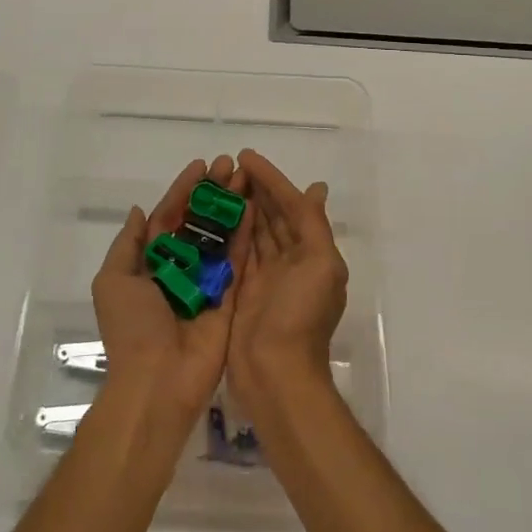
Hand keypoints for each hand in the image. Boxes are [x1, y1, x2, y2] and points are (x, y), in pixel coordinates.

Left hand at [91, 155, 247, 429]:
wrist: (157, 383)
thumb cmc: (131, 328)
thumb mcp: (113, 281)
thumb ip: (128, 244)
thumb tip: (139, 210)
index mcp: (150, 263)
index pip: (168, 217)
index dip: (184, 190)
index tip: (202, 166)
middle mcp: (180, 269)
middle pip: (198, 222)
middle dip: (212, 193)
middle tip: (230, 166)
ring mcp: (206, 283)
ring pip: (220, 236)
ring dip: (231, 207)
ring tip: (246, 179)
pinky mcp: (229, 299)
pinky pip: (238, 261)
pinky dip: (245, 235)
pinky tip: (254, 209)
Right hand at [228, 148, 347, 414]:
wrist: (276, 376)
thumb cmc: (301, 317)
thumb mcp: (320, 266)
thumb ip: (314, 225)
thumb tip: (316, 188)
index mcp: (313, 254)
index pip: (292, 205)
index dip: (272, 179)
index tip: (247, 156)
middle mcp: (290, 262)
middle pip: (272, 215)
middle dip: (255, 188)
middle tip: (229, 164)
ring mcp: (264, 277)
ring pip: (252, 230)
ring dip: (240, 205)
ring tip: (218, 180)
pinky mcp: (240, 291)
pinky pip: (234, 253)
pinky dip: (227, 231)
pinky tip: (211, 213)